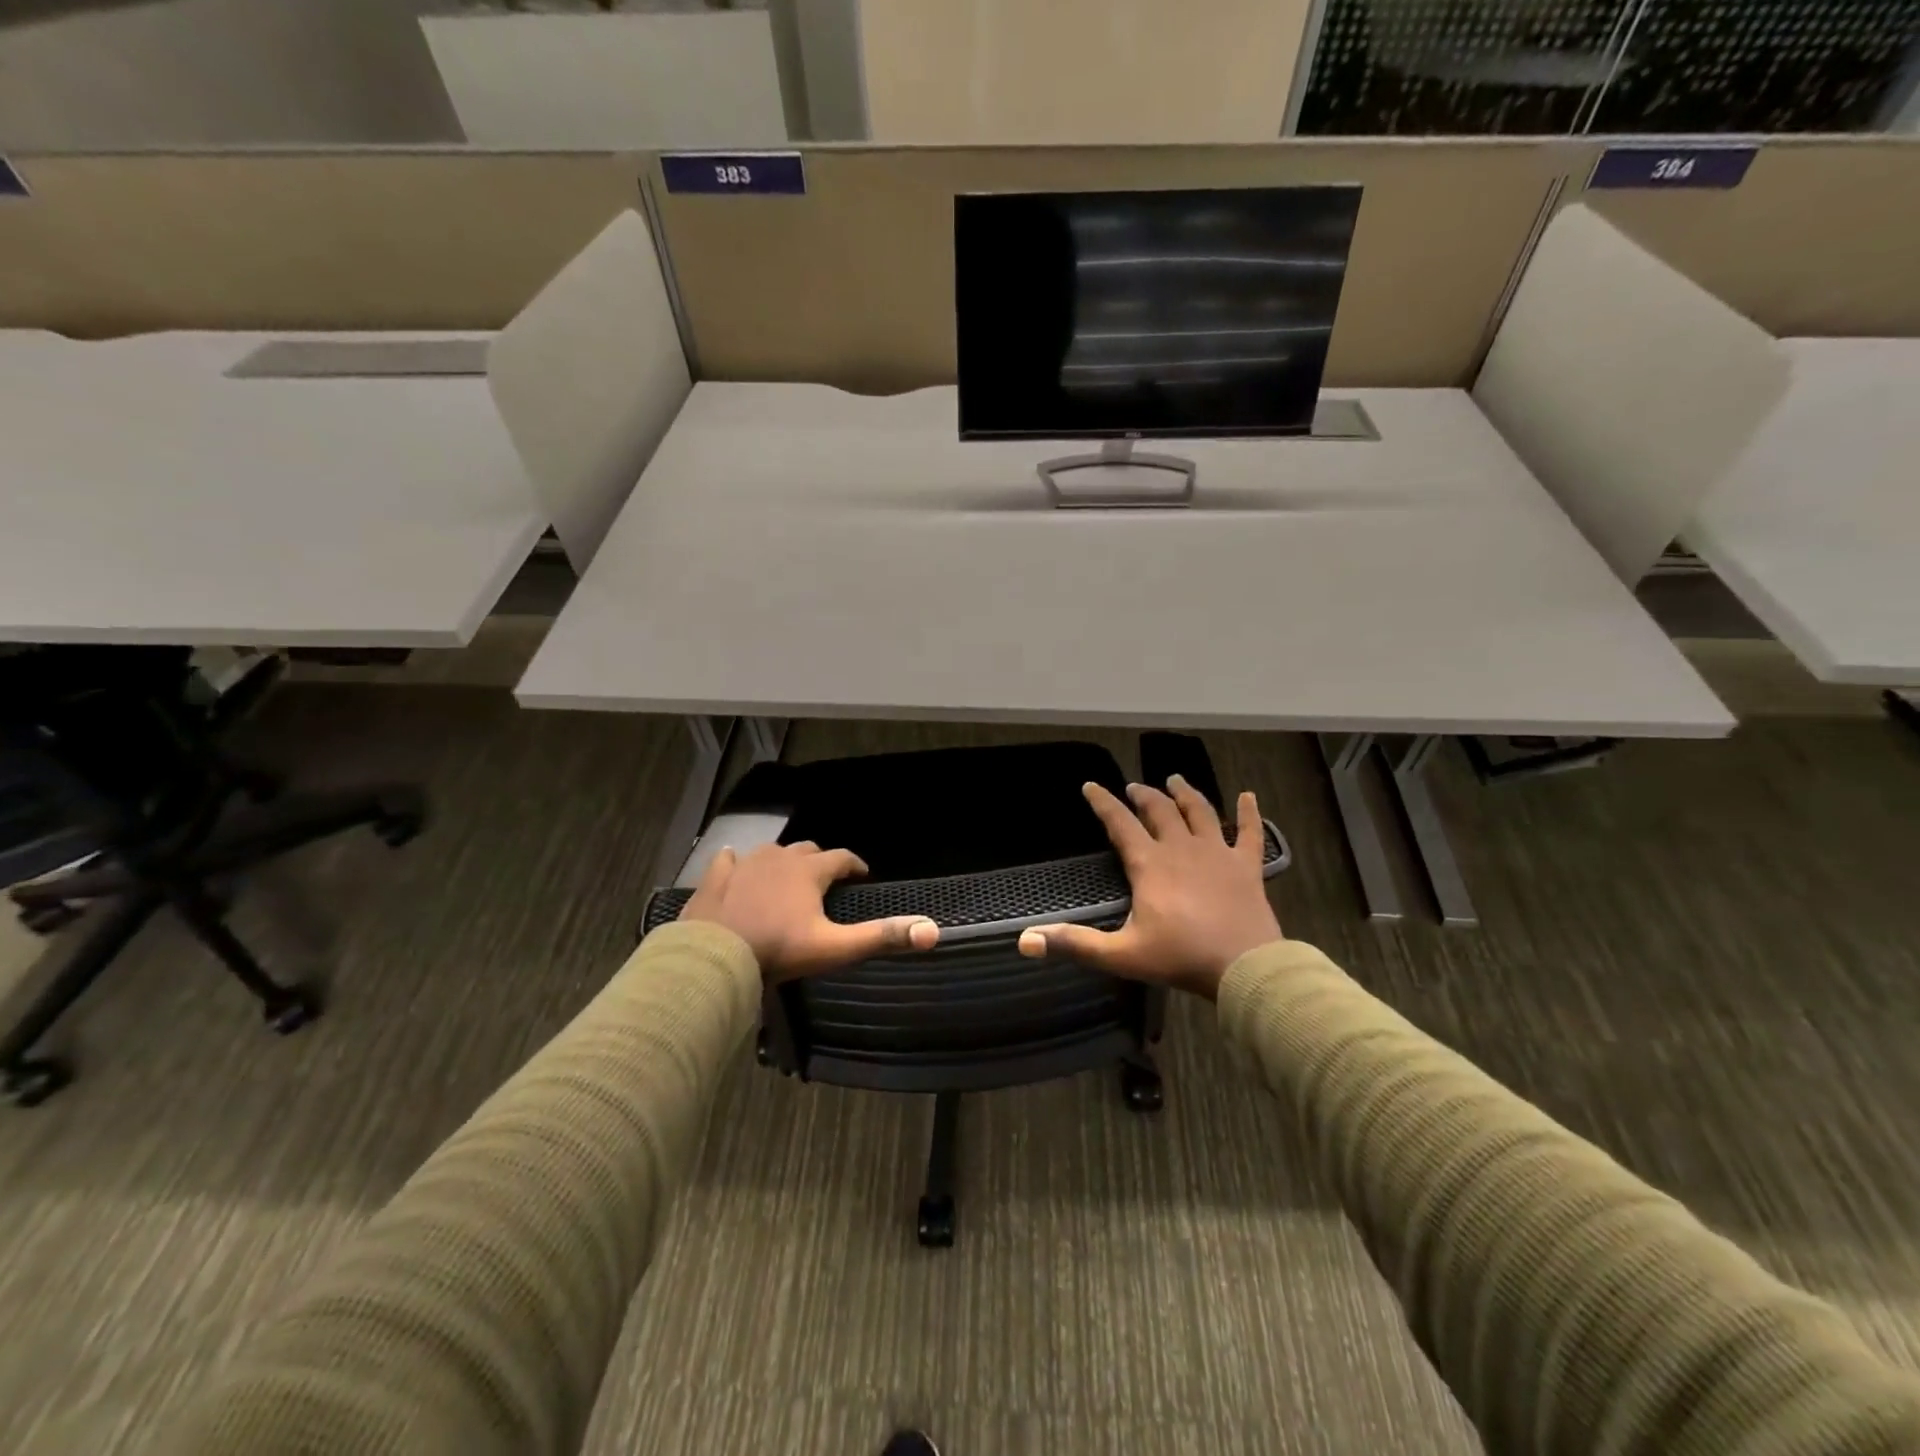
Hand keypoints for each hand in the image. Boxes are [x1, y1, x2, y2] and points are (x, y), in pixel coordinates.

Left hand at [679, 841, 938, 981]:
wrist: (716, 957)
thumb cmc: (780, 950)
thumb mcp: (835, 947)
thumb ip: (881, 937)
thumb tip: (932, 931)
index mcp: (809, 871)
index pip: (842, 858)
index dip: (855, 865)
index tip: (863, 875)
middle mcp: (779, 858)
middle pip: (807, 851)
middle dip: (820, 861)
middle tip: (826, 880)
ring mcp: (744, 864)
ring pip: (771, 852)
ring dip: (783, 861)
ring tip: (787, 877)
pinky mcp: (716, 877)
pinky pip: (728, 860)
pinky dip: (737, 863)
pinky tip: (735, 865)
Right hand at [1018, 777, 1281, 998]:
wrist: (1245, 967)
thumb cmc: (1180, 958)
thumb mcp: (1121, 955)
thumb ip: (1075, 944)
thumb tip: (1026, 941)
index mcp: (1149, 864)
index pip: (1120, 823)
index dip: (1103, 803)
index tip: (1090, 786)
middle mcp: (1181, 848)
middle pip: (1160, 811)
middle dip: (1143, 795)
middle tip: (1134, 787)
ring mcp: (1218, 853)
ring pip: (1200, 812)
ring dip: (1185, 793)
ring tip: (1175, 780)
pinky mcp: (1247, 866)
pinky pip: (1251, 832)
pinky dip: (1250, 812)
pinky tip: (1249, 796)